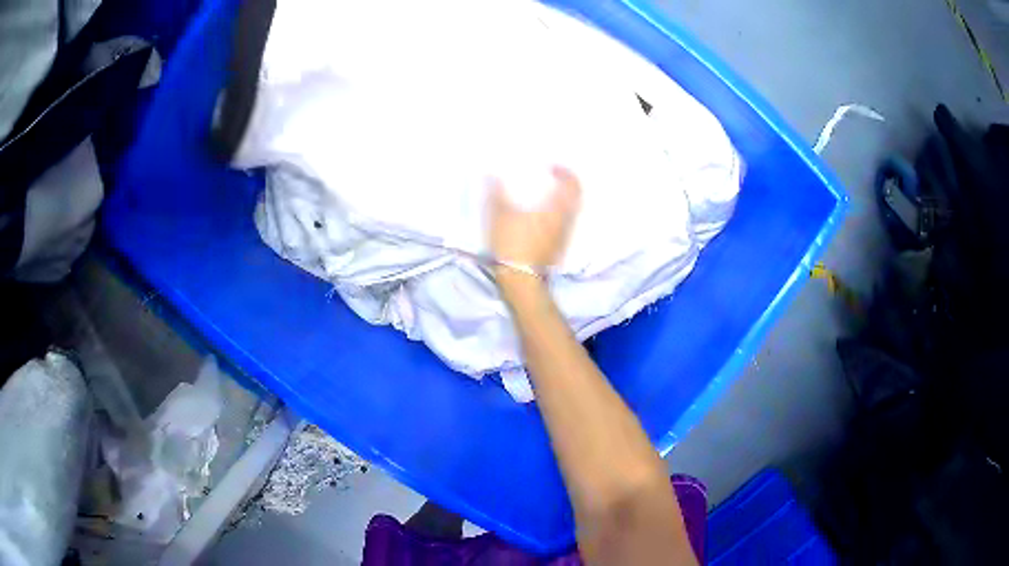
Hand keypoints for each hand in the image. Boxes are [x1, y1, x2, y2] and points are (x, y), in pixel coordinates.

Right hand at [488, 166, 581, 273]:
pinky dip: (558, 215)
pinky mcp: (558, 248)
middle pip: (575, 198)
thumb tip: (489, 174)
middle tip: (554, 179)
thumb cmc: (513, 245)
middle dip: (566, 186)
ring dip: (563, 201)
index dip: (565, 173)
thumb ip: (494, 193)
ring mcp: (564, 236)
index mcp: (556, 209)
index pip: (572, 185)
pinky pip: (564, 225)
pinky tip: (543, 217)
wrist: (521, 280)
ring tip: (547, 196)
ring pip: (571, 212)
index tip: (553, 167)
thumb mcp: (499, 216)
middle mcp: (565, 221)